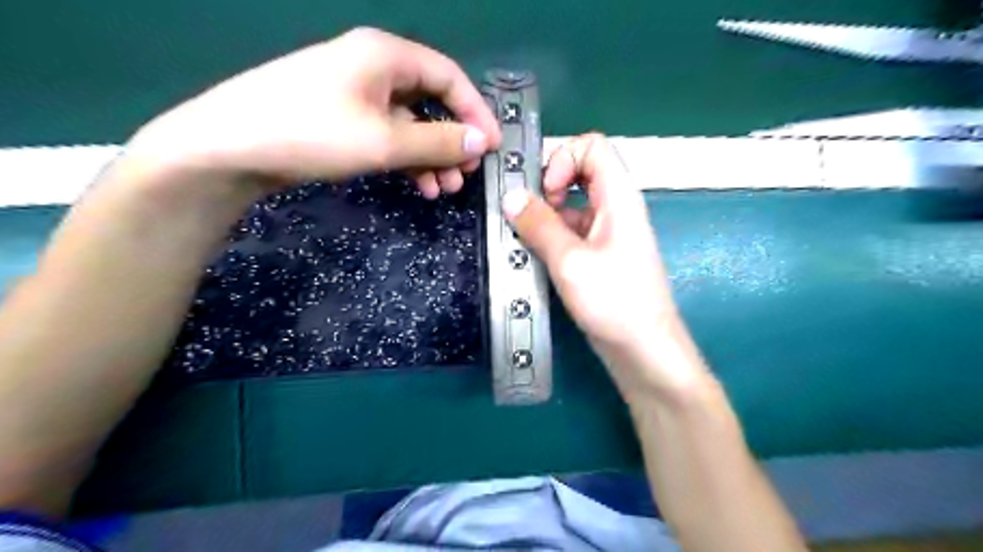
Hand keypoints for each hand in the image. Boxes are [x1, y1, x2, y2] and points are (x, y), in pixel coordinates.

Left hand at [127, 26, 500, 199]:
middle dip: (453, 141)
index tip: (493, 146)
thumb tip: (483, 141)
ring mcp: (357, 95)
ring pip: (411, 124)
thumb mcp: (385, 141)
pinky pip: (389, 136)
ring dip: (432, 156)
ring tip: (443, 190)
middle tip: (466, 175)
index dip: (476, 111)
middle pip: (431, 102)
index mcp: (386, 55)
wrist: (229, 148)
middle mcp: (375, 68)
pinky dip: (407, 160)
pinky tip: (418, 185)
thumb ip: (439, 141)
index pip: (449, 77)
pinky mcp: (344, 119)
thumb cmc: (313, 133)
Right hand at [503, 134, 702, 397]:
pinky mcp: (598, 255)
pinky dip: (551, 236)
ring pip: (571, 204)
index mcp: (618, 197)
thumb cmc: (615, 302)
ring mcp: (607, 232)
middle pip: (579, 172)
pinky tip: (535, 257)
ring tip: (524, 239)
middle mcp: (615, 208)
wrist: (643, 350)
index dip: (563, 158)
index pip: (592, 146)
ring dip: (545, 215)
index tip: (545, 192)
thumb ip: (538, 226)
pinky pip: (571, 230)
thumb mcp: (570, 261)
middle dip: (548, 186)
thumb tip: (510, 197)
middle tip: (527, 214)